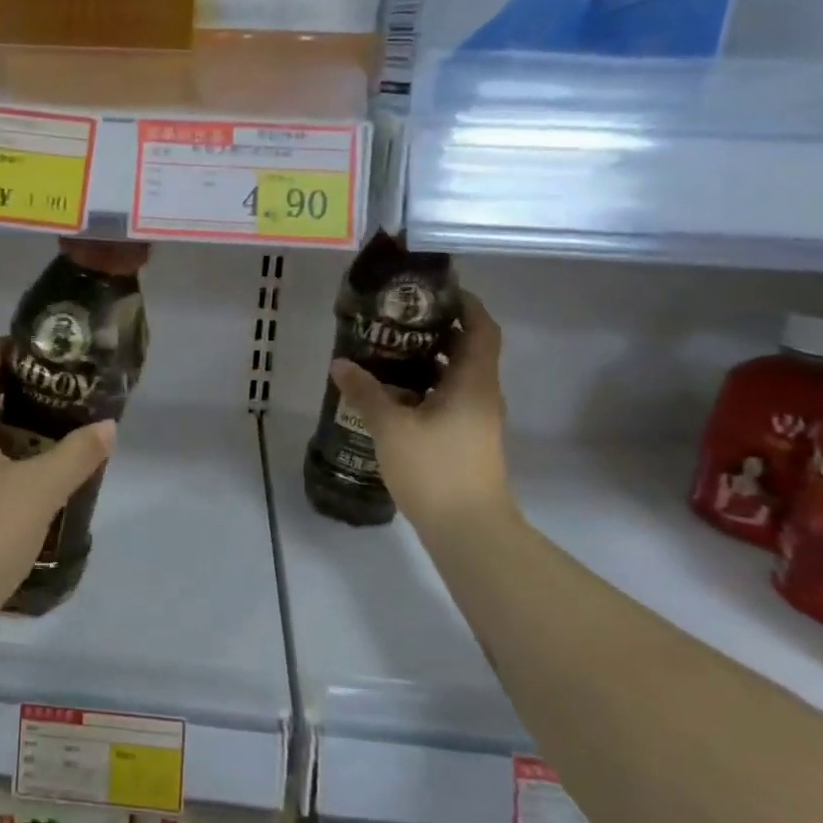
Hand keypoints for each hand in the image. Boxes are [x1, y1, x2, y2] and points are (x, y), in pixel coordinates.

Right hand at [331, 291, 518, 530]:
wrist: (468, 530)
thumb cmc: (435, 469)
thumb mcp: (391, 427)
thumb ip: (365, 392)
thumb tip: (340, 363)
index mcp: (474, 382)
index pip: (481, 328)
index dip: (464, 304)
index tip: (433, 293)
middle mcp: (481, 395)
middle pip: (468, 349)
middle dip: (436, 331)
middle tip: (395, 321)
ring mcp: (477, 420)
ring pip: (456, 377)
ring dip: (428, 362)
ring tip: (386, 354)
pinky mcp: (467, 440)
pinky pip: (448, 400)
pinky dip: (425, 389)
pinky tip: (392, 396)